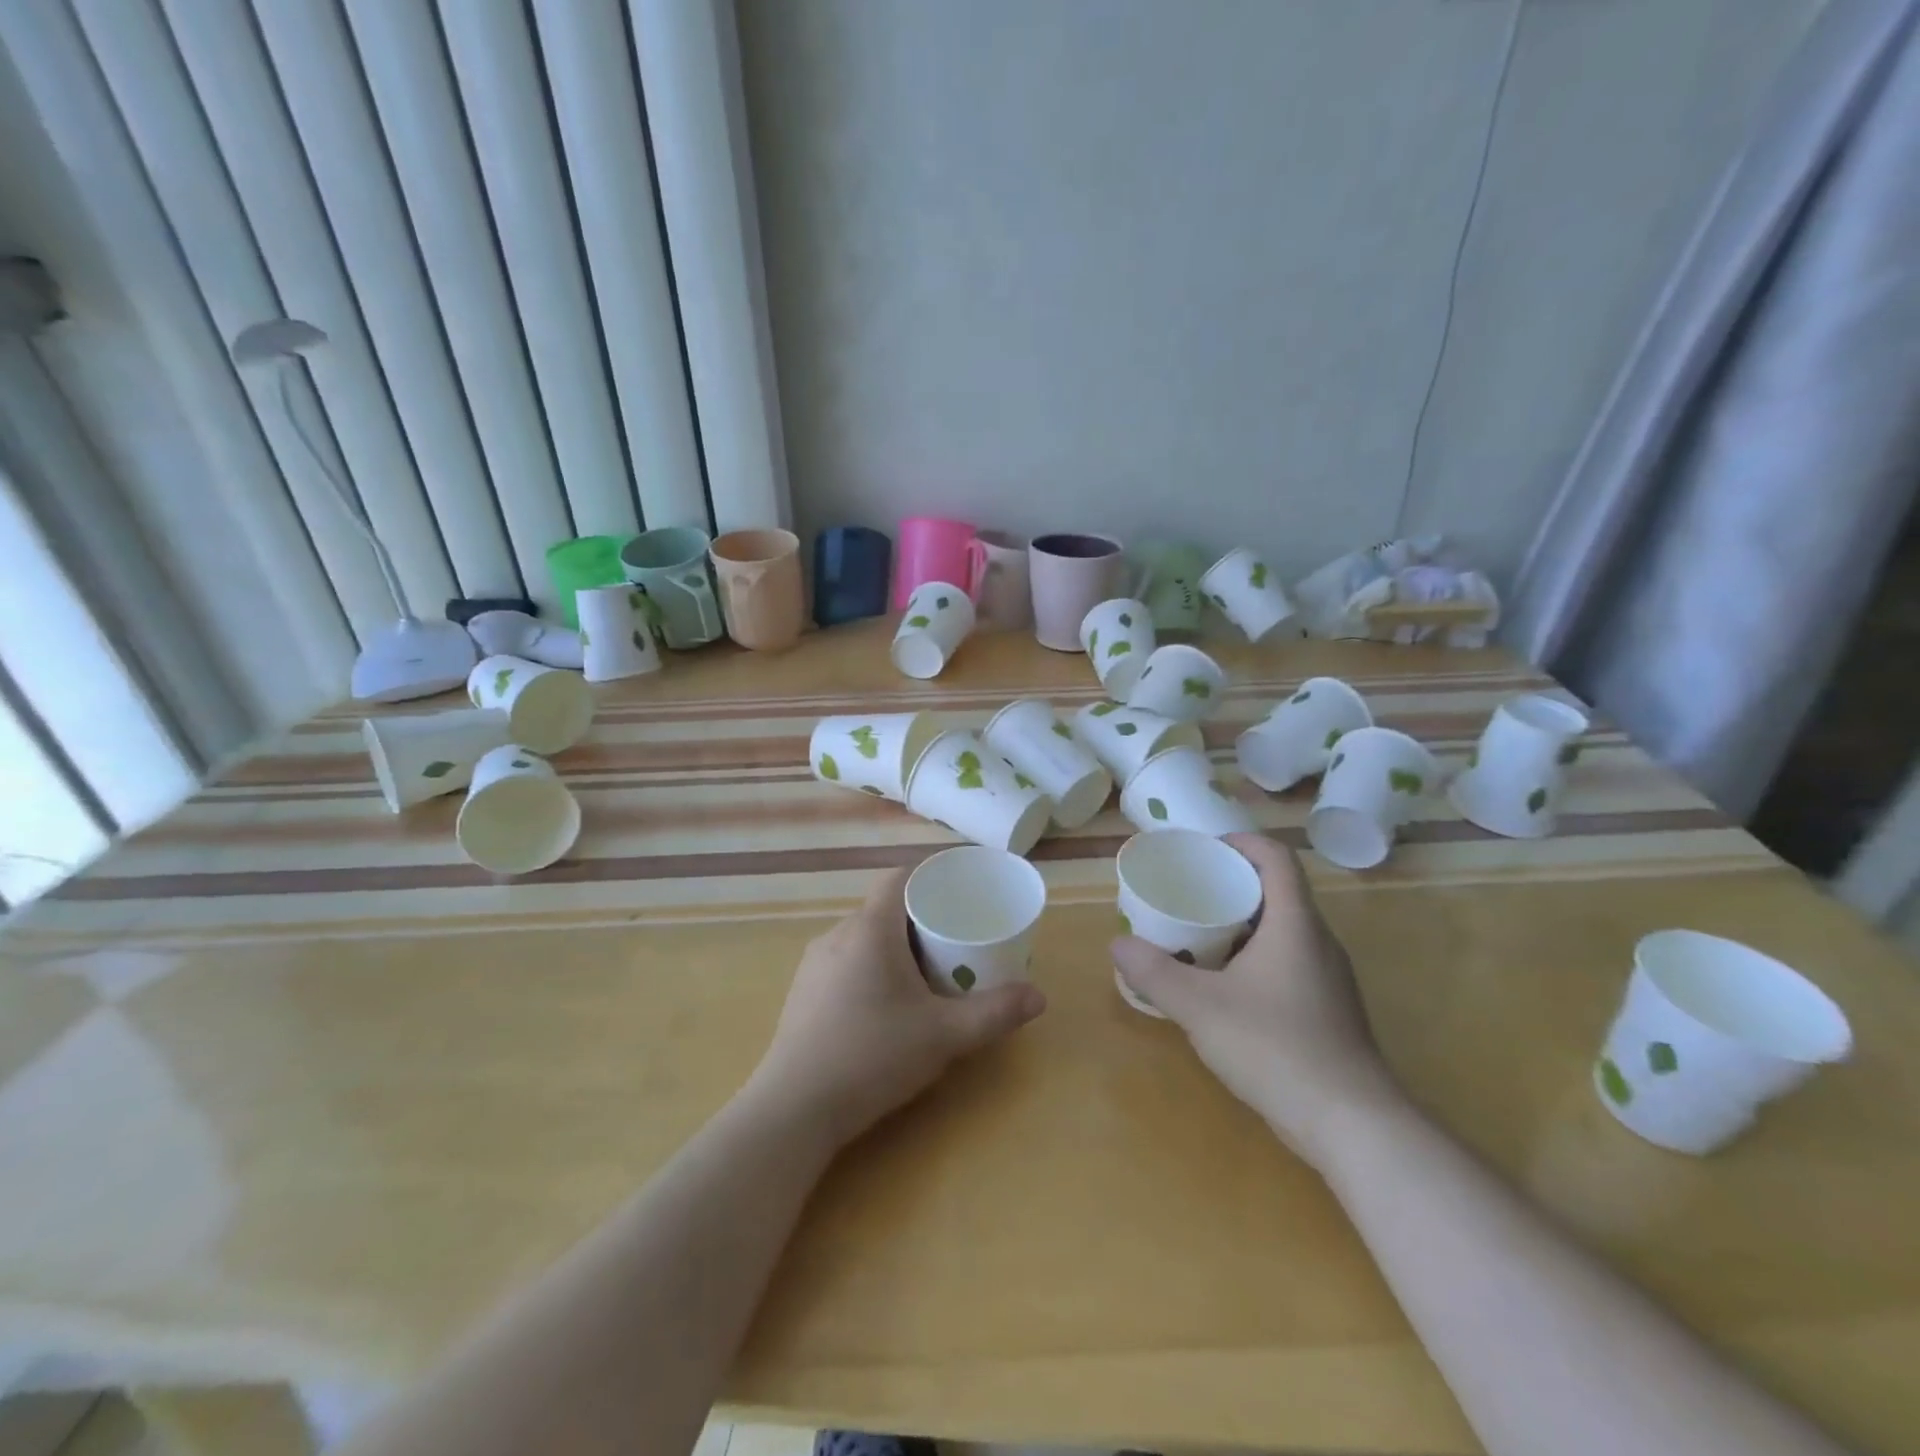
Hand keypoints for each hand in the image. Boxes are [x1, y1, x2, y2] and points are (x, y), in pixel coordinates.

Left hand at [749, 865, 1047, 1148]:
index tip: (960, 893)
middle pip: (884, 908)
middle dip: (920, 918)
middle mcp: (838, 934)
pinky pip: (845, 960)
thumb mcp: (944, 1035)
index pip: (899, 878)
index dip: (930, 877)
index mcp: (870, 929)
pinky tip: (886, 1004)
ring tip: (926, 973)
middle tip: (955, 940)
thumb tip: (1039, 997)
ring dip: (894, 945)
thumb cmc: (873, 1056)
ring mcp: (815, 964)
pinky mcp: (803, 992)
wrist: (794, 1109)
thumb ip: (994, 1013)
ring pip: (863, 936)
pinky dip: (871, 966)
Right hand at [1111, 832, 1405, 1170]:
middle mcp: (1318, 941)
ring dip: (1240, 924)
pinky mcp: (1328, 1011)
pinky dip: (1253, 958)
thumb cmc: (1276, 1048)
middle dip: (1230, 885)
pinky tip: (1224, 988)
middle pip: (1276, 891)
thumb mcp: (1200, 1007)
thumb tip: (1118, 944)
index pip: (1276, 857)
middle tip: (1187, 893)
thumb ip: (1154, 973)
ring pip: (1281, 931)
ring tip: (1196, 936)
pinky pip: (1287, 963)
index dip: (1240, 842)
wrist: (1352, 1125)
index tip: (1203, 849)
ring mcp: (1329, 978)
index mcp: (1295, 924)